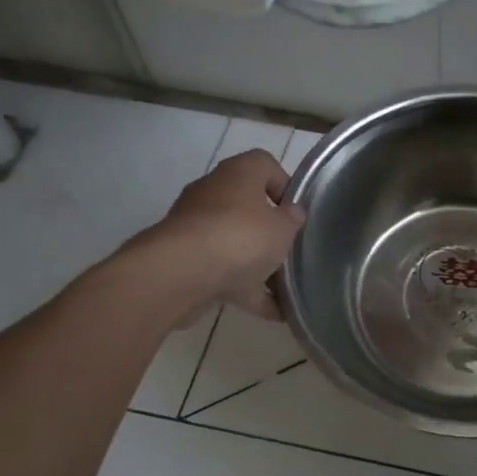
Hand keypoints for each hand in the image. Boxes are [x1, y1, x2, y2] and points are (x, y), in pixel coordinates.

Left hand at [144, 149, 305, 324]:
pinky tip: (272, 311)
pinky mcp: (184, 259)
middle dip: (268, 229)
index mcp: (237, 174)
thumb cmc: (240, 238)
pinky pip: (222, 271)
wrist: (180, 274)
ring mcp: (194, 227)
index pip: (263, 164)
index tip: (296, 211)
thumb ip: (292, 220)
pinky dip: (244, 288)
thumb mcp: (282, 228)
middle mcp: (212, 193)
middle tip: (289, 248)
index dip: (284, 184)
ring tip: (284, 286)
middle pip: (246, 204)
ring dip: (255, 262)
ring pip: (232, 240)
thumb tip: (292, 213)